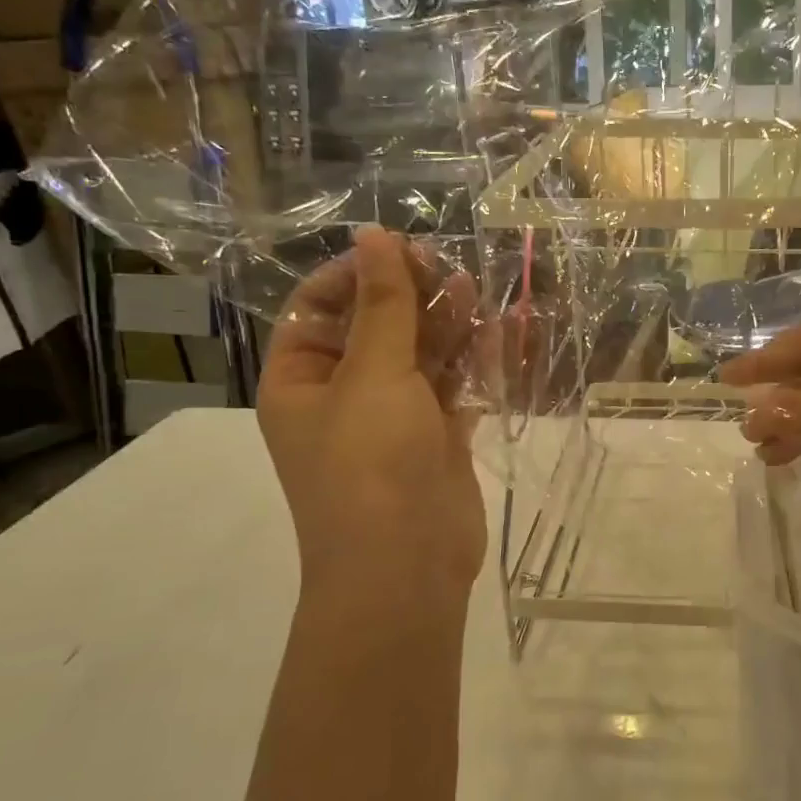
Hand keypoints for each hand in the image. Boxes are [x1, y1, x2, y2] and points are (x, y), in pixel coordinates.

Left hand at [257, 227, 486, 632]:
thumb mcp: (373, 374)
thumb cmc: (371, 463)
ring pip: (420, 356)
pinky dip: (473, 361)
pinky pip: (453, 386)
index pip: (317, 308)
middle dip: (410, 296)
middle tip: (447, 268)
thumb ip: (383, 304)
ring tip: (476, 289)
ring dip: (446, 324)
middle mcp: (344, 395)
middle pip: (375, 328)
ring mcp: (394, 418)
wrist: (406, 564)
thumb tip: (374, 235)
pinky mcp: (437, 437)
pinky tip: (498, 331)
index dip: (355, 275)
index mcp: (301, 380)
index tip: (398, 252)